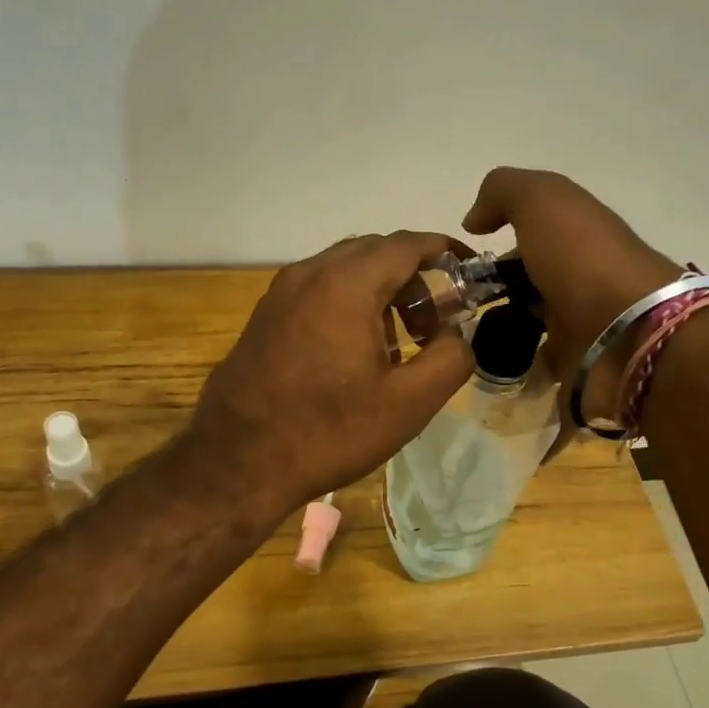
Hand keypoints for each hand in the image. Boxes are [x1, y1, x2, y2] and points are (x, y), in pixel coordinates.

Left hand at [186, 232, 475, 518]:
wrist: (237, 463)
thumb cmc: (328, 432)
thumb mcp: (408, 404)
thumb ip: (451, 357)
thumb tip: (454, 333)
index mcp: (346, 284)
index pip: (407, 244)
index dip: (446, 250)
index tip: (471, 272)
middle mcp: (309, 274)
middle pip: (375, 252)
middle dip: (414, 276)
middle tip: (436, 321)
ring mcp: (279, 293)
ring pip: (343, 270)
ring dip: (380, 291)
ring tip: (398, 343)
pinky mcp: (263, 316)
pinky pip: (317, 291)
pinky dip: (348, 302)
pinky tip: (354, 352)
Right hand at [463, 168, 681, 419]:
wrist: (629, 333)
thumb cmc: (582, 258)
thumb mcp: (541, 201)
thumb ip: (502, 193)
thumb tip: (473, 221)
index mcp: (574, 233)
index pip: (526, 234)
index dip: (492, 244)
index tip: (458, 263)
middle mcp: (576, 274)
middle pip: (523, 280)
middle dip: (488, 291)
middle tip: (453, 304)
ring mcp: (577, 321)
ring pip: (526, 321)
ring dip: (497, 328)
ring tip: (461, 337)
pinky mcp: (574, 364)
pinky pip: (534, 362)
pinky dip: (513, 364)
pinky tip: (486, 366)